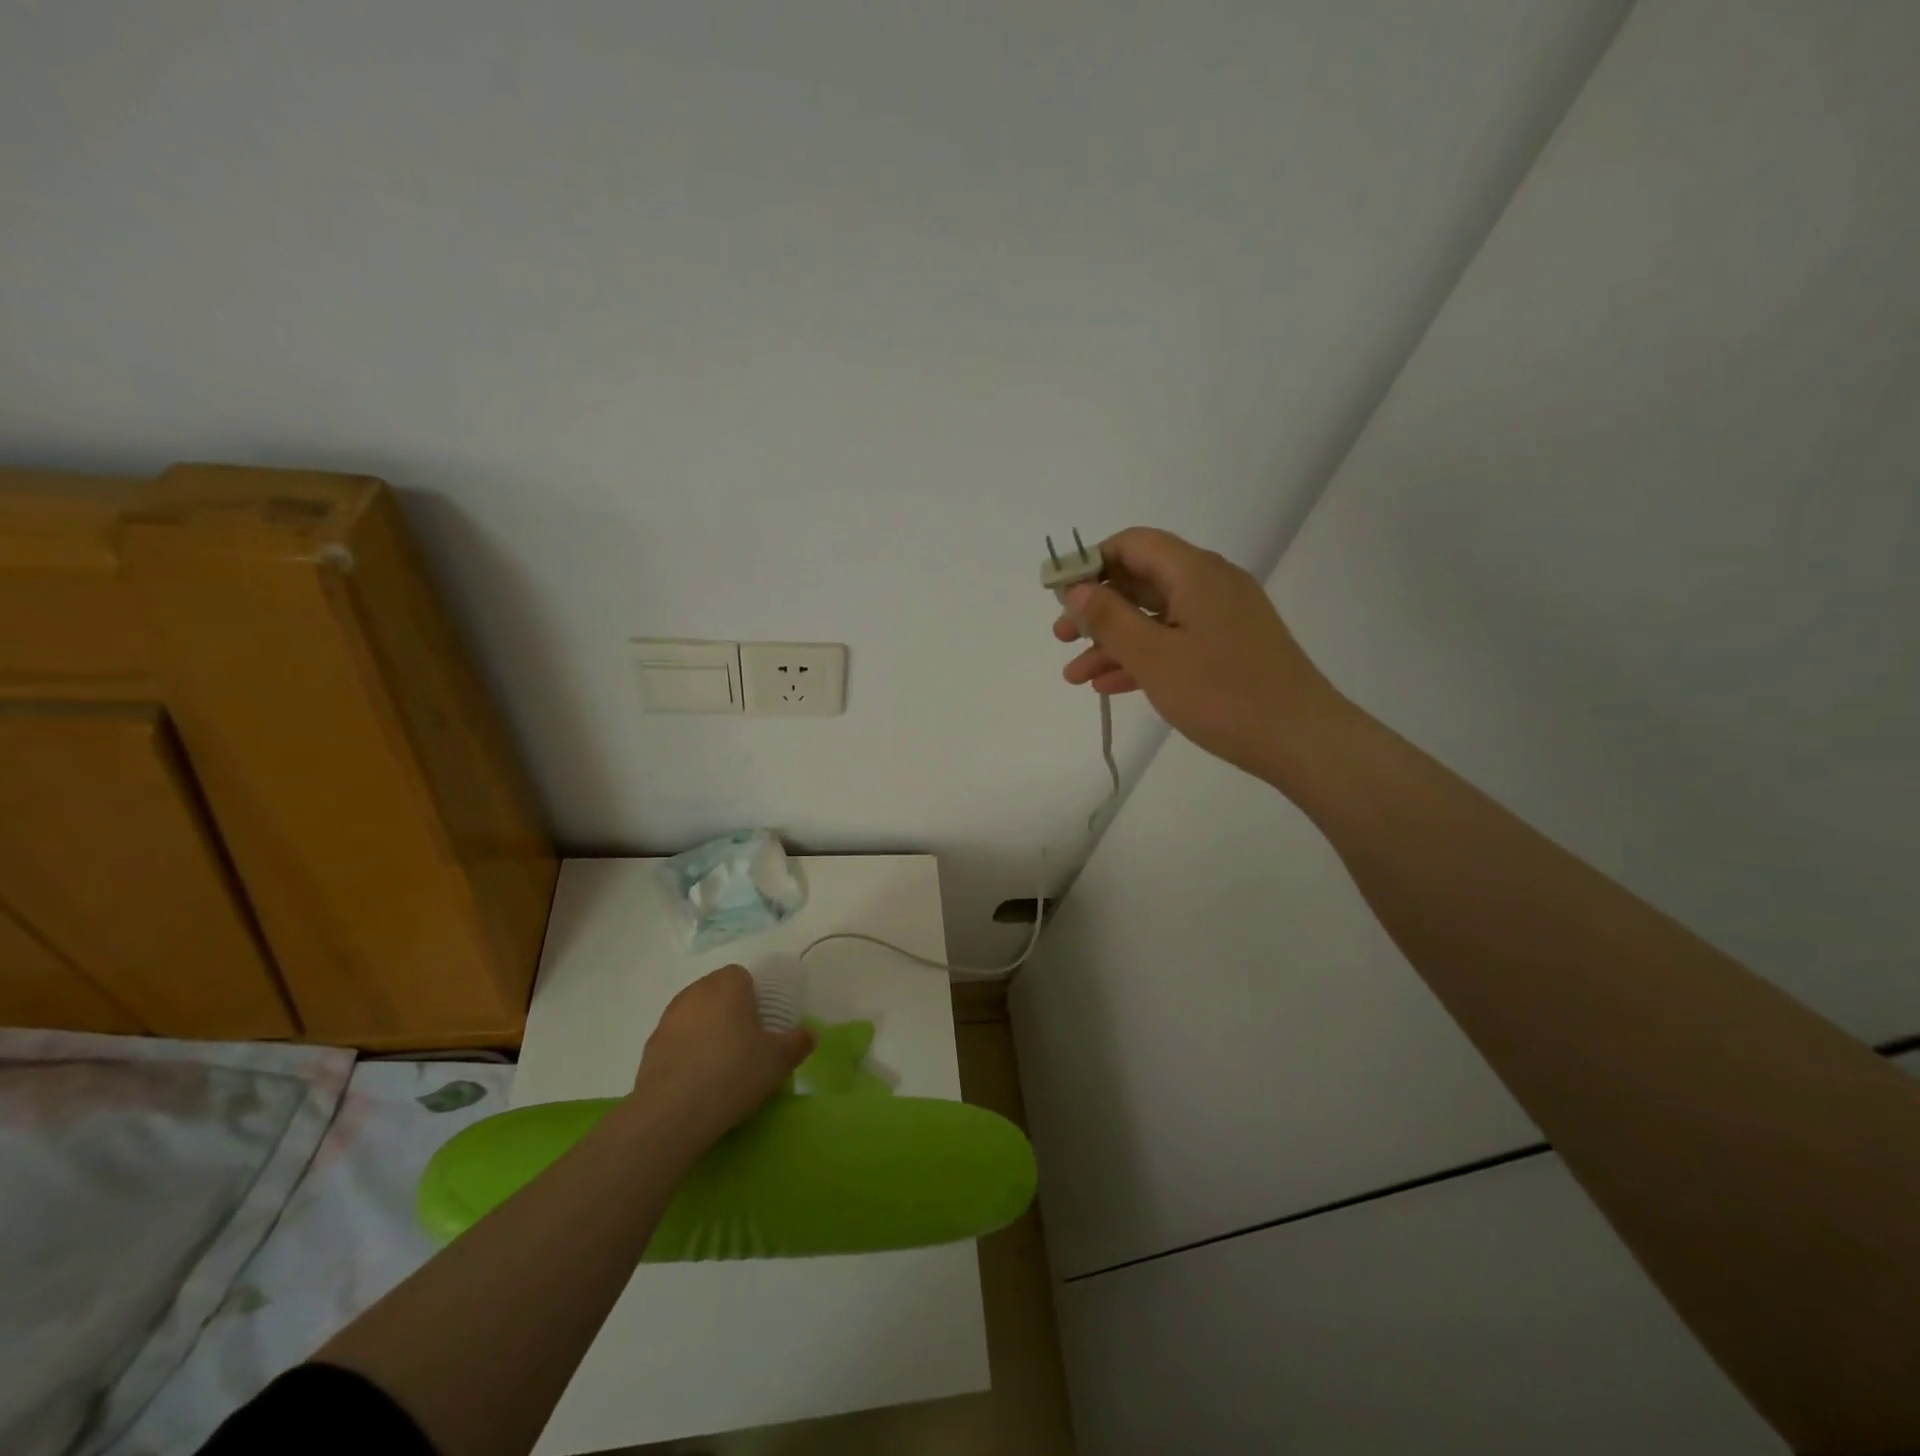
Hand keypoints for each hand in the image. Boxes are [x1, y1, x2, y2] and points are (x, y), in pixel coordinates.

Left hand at [629, 965, 813, 1153]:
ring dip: (706, 1030)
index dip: (754, 994)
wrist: (672, 1114)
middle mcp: (695, 993)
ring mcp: (668, 1020)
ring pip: (694, 1014)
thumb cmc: (733, 1073)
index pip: (741, 975)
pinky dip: (687, 1052)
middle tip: (746, 1041)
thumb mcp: (778, 1061)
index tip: (762, 1021)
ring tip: (720, 1063)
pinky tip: (697, 1080)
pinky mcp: (649, 1048)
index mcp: (727, 986)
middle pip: (716, 991)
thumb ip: (797, 1042)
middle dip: (730, 1009)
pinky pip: (676, 1040)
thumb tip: (808, 1034)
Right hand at [1055, 527, 1342, 779]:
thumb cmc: (1222, 693)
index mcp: (1194, 572)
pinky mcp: (1230, 648)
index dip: (1091, 563)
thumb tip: (1077, 589)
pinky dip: (1142, 657)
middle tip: (1061, 638)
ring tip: (1075, 676)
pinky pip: (1175, 640)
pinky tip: (1109, 685)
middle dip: (1096, 609)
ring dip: (1113, 641)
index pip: (1133, 544)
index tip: (1060, 596)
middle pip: (1141, 580)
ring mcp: (1222, 618)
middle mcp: (1210, 584)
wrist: (1301, 739)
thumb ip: (1110, 619)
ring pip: (1155, 617)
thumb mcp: (1154, 656)